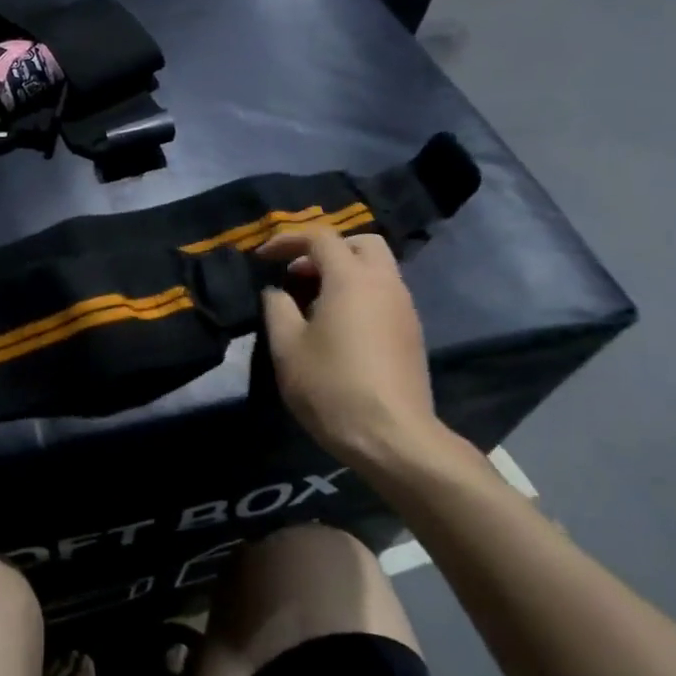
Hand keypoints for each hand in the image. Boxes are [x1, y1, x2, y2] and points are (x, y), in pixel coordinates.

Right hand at [256, 226, 448, 481]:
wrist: (392, 437)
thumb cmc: (331, 387)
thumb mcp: (287, 347)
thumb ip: (277, 308)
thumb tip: (277, 291)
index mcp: (351, 279)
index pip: (320, 238)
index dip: (287, 241)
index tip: (263, 259)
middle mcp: (384, 284)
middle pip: (361, 243)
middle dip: (326, 249)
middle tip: (297, 274)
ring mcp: (404, 308)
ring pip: (377, 268)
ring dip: (344, 271)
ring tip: (313, 301)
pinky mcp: (412, 332)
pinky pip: (385, 293)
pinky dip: (360, 292)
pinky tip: (338, 325)